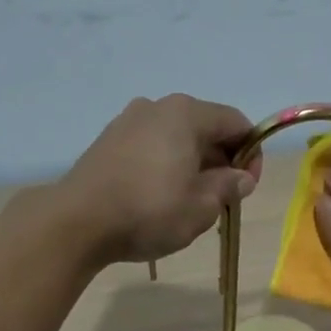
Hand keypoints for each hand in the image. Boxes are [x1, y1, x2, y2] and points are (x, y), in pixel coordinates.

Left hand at [59, 95, 261, 263]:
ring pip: (176, 138)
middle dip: (222, 160)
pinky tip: (161, 197)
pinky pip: (151, 147)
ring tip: (191, 201)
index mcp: (186, 114)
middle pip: (205, 128)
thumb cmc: (150, 211)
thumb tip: (241, 177)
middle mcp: (157, 107)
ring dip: (194, 164)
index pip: (236, 123)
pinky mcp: (108, 141)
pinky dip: (167, 165)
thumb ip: (228, 186)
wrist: (78, 222)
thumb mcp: (202, 206)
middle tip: (223, 198)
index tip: (248, 187)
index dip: (252, 154)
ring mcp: (128, 122)